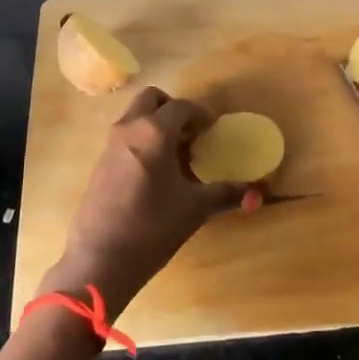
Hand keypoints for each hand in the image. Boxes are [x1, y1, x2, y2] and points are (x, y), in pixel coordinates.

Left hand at [39, 87, 247, 310]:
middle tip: (191, 134)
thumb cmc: (152, 228)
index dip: (201, 114)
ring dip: (156, 124)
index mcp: (154, 132)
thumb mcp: (195, 209)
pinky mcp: (99, 163)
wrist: (99, 260)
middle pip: (152, 99)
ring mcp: (110, 145)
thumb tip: (259, 194)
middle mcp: (129, 128)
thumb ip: (227, 194)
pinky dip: (142, 140)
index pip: (182, 106)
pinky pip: (125, 137)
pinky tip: (155, 174)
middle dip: (173, 109)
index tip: (214, 129)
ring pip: (135, 116)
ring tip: (176, 155)